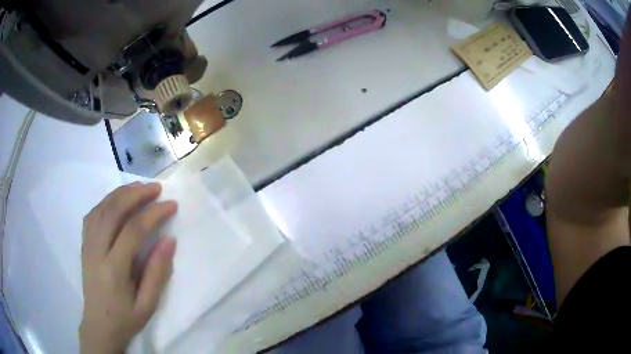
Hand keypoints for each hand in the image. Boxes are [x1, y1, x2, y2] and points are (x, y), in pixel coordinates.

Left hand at [79, 182, 177, 353]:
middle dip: (136, 195)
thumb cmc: (125, 319)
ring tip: (139, 187)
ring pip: (101, 208)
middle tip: (156, 188)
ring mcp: (87, 245)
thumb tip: (169, 240)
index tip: (171, 205)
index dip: (153, 214)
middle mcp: (96, 251)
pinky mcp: (84, 244)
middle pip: (113, 212)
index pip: (133, 231)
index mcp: (113, 270)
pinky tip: (117, 200)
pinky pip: (92, 215)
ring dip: (120, 193)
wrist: (99, 325)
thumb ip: (157, 273)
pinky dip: (106, 202)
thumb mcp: (148, 305)